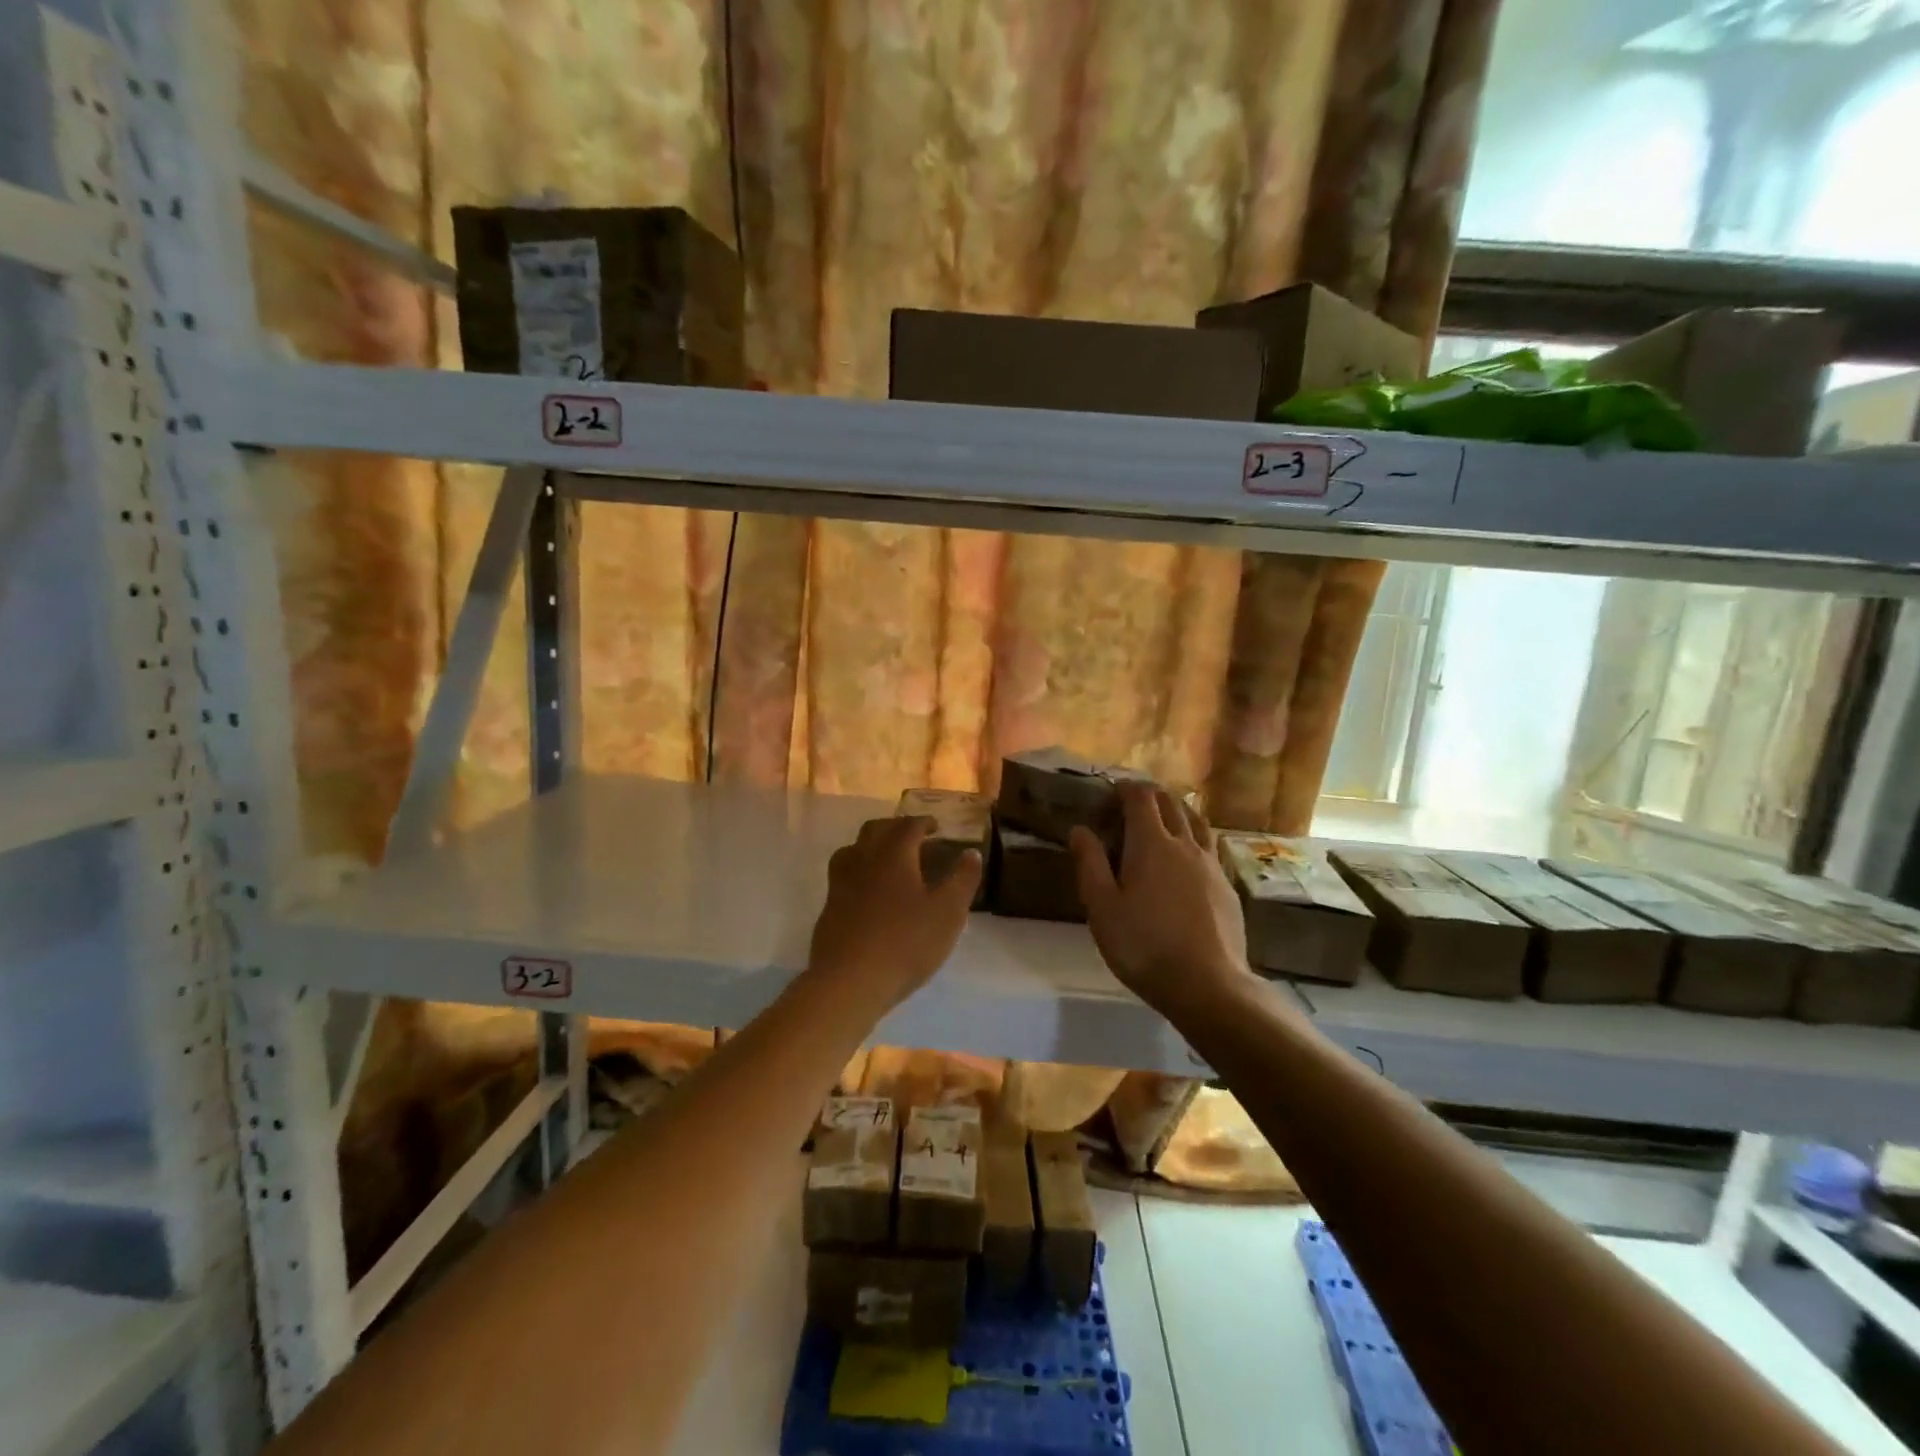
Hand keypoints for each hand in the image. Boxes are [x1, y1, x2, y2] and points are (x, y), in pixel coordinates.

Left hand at [808, 816, 982, 1010]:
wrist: (849, 982)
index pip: (908, 825)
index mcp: (893, 853)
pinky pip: (845, 876)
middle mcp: (862, 858)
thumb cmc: (906, 942)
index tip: (936, 826)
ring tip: (890, 861)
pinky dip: (861, 872)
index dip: (924, 822)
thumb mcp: (948, 912)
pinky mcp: (829, 907)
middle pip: (876, 830)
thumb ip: (962, 879)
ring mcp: (840, 882)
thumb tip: (971, 853)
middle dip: (896, 828)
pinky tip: (870, 893)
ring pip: (854, 850)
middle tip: (914, 838)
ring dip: (873, 847)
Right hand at [1070, 784, 1250, 1012]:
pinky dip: (1194, 841)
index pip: (1141, 797)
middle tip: (1131, 808)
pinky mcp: (1228, 886)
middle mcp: (1185, 844)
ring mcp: (1211, 864)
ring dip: (1177, 813)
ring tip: (1163, 824)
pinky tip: (1188, 862)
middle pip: (1171, 803)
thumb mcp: (1102, 908)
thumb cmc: (1144, 945)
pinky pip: (1210, 848)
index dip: (1125, 789)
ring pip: (1196, 822)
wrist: (1208, 984)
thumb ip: (1090, 864)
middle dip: (1150, 797)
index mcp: (1151, 843)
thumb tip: (1080, 829)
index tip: (1110, 795)